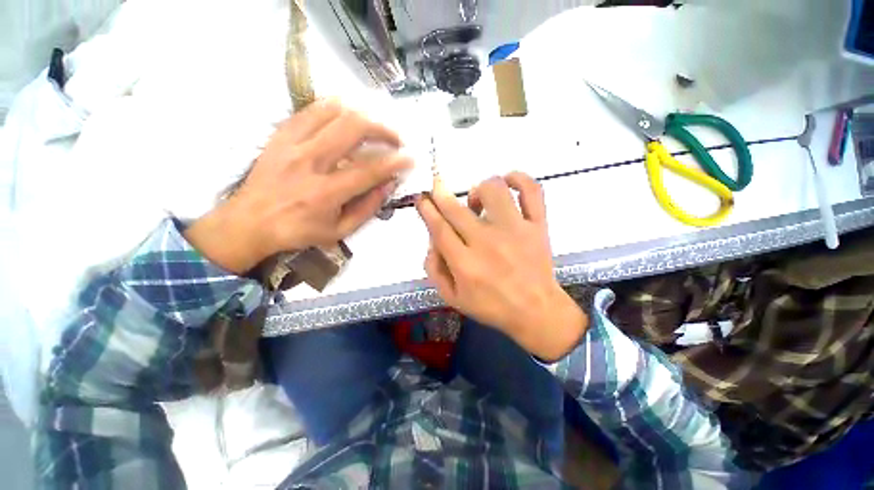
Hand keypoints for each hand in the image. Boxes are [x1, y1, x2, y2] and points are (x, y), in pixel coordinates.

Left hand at [185, 100, 411, 273]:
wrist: (250, 221)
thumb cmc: (299, 231)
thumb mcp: (339, 231)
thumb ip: (367, 208)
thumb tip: (388, 185)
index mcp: (325, 193)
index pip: (368, 170)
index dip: (394, 162)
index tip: (411, 158)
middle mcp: (309, 162)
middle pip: (352, 129)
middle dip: (383, 129)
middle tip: (396, 138)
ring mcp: (292, 143)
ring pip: (333, 111)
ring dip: (363, 114)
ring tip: (377, 125)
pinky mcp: (281, 134)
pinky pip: (312, 109)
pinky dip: (336, 107)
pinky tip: (350, 113)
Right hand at [416, 173, 587, 360]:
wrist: (536, 311)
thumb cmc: (492, 306)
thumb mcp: (453, 298)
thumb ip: (434, 269)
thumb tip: (431, 240)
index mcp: (465, 264)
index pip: (439, 228)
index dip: (427, 209)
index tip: (422, 198)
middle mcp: (487, 242)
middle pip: (457, 209)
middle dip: (440, 193)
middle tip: (436, 187)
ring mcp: (515, 230)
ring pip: (493, 191)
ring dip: (478, 190)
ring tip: (477, 201)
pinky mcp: (537, 225)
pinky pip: (531, 190)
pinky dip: (518, 179)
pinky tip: (507, 183)